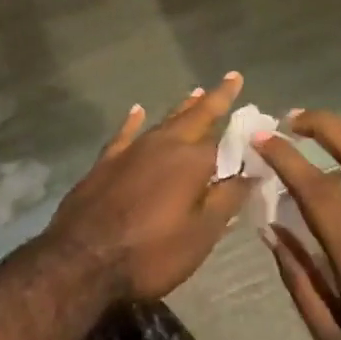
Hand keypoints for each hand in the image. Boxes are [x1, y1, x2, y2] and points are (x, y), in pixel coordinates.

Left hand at [42, 74, 248, 302]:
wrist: (82, 260)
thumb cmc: (151, 253)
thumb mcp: (201, 234)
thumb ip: (227, 200)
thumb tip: (253, 172)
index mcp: (191, 160)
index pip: (226, 140)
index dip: (243, 131)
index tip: (259, 116)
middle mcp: (164, 144)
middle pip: (195, 116)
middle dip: (216, 98)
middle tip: (231, 78)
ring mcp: (132, 150)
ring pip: (164, 121)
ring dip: (183, 107)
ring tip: (197, 92)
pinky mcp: (106, 162)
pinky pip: (126, 133)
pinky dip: (134, 121)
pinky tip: (137, 110)